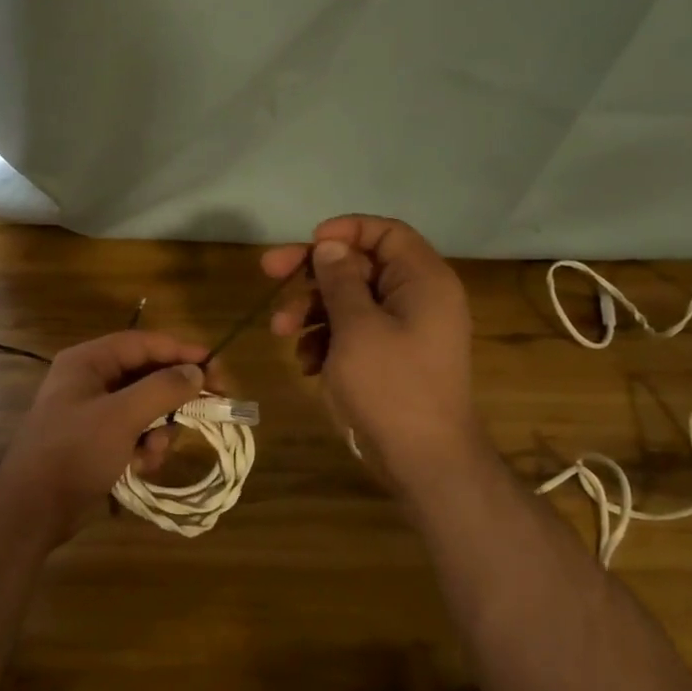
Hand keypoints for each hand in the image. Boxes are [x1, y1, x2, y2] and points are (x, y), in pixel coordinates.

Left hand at [0, 329, 209, 544]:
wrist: (33, 508)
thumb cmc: (75, 451)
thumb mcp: (122, 416)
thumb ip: (162, 389)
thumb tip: (196, 371)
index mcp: (88, 362)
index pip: (142, 343)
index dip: (179, 351)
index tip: (214, 364)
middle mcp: (90, 380)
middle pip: (146, 376)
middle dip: (172, 397)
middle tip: (210, 406)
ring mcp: (92, 413)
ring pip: (144, 408)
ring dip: (158, 429)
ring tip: (154, 450)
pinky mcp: (96, 442)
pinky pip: (133, 434)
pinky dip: (143, 448)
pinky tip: (141, 467)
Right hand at [262, 215, 478, 483]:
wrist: (423, 459)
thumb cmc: (391, 386)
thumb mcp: (357, 327)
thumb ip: (340, 280)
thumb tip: (330, 244)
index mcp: (422, 280)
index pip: (386, 232)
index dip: (345, 231)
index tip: (307, 243)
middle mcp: (417, 298)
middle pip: (359, 266)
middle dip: (313, 275)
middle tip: (268, 273)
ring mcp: (404, 330)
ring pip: (349, 302)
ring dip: (311, 312)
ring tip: (281, 333)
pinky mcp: (390, 358)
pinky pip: (353, 333)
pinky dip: (326, 341)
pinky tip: (307, 364)